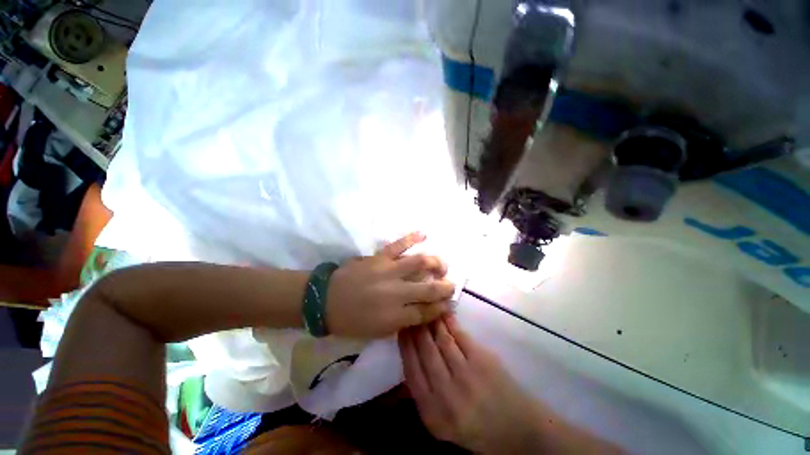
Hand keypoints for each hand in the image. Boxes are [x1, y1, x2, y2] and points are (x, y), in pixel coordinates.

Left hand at [326, 232, 455, 337]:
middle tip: (451, 285)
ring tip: (441, 265)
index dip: (441, 308)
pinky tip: (424, 234)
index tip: (448, 303)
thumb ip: (403, 321)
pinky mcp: (379, 257)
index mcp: (395, 316)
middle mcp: (396, 293)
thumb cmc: (351, 321)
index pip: (427, 312)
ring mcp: (388, 271)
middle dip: (445, 287)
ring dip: (435, 262)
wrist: (326, 300)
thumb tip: (422, 311)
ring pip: (419, 262)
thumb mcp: (378, 331)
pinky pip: (398, 244)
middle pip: (429, 289)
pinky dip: (412, 237)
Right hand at [399, 315, 544, 453]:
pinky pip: (459, 336)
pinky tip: (444, 312)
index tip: (401, 327)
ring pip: (441, 340)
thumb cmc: (476, 429)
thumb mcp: (441, 423)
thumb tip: (410, 356)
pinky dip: (449, 322)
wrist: (518, 432)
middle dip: (416, 328)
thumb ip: (423, 394)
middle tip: (412, 311)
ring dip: (432, 321)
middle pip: (425, 351)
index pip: (410, 369)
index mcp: (432, 413)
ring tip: (426, 308)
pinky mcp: (482, 361)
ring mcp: (465, 376)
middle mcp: (445, 394)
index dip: (404, 344)